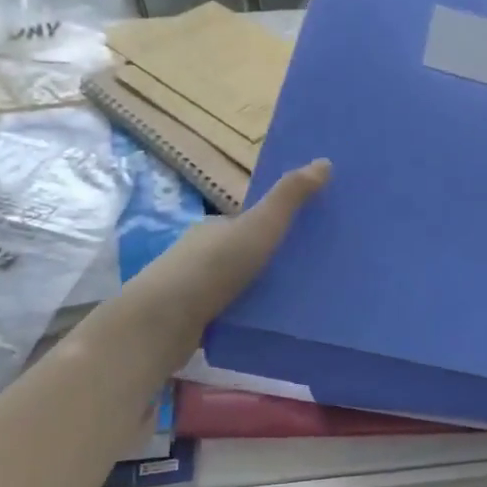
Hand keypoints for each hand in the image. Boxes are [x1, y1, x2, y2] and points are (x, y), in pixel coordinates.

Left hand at [117, 159, 331, 347]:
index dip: (279, 226)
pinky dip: (249, 317)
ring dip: (263, 292)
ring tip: (302, 303)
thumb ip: (289, 198)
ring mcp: (196, 289)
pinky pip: (231, 314)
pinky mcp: (194, 322)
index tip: (312, 239)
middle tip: (314, 274)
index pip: (252, 222)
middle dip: (274, 261)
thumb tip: (325, 161)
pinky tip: (271, 326)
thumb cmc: (213, 268)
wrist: (161, 324)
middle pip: (247, 253)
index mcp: (215, 226)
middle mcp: (202, 253)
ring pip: (239, 286)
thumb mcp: (259, 227)